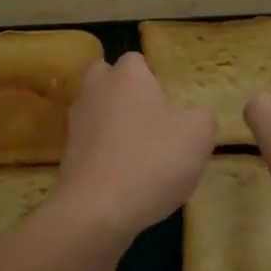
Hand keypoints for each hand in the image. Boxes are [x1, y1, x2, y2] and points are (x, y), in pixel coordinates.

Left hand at [56, 53, 216, 238]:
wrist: (97, 211)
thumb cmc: (152, 160)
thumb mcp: (198, 134)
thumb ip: (202, 116)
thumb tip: (194, 114)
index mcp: (126, 76)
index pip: (136, 59)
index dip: (153, 76)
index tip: (170, 99)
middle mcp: (96, 90)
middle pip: (106, 77)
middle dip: (123, 90)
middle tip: (151, 115)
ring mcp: (77, 124)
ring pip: (97, 110)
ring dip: (114, 122)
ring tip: (142, 149)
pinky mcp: (68, 156)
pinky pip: (92, 143)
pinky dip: (106, 152)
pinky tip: (127, 175)